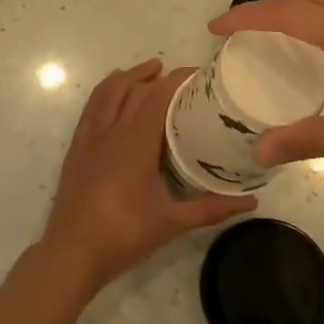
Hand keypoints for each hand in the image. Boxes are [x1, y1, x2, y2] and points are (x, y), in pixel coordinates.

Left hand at [38, 59, 256, 293]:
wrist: (72, 252)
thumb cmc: (124, 234)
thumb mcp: (172, 222)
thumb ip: (211, 208)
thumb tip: (250, 201)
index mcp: (135, 142)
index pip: (157, 96)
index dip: (177, 80)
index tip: (198, 75)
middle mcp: (111, 131)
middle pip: (133, 88)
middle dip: (155, 75)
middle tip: (178, 76)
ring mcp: (89, 137)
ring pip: (107, 92)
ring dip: (128, 77)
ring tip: (147, 72)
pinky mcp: (76, 148)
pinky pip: (91, 107)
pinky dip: (105, 92)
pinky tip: (113, 96)